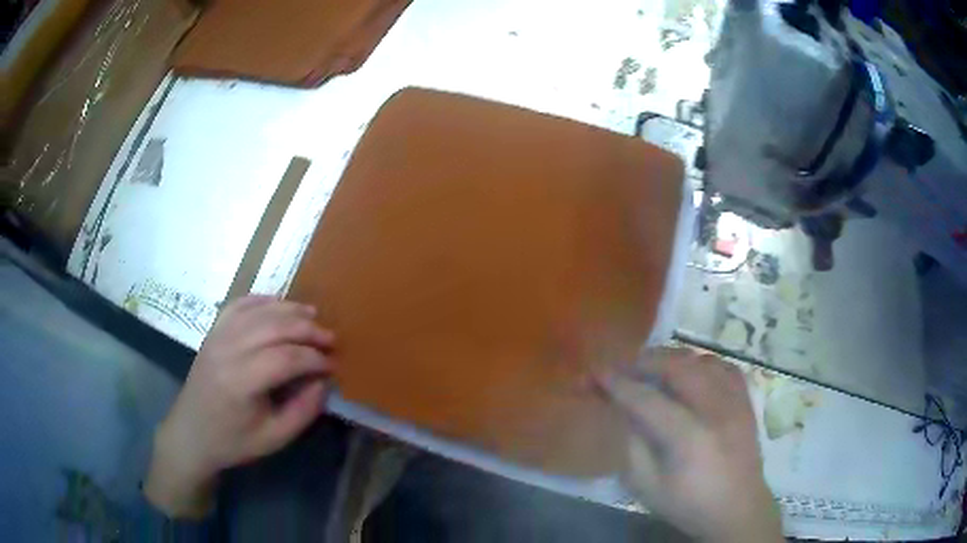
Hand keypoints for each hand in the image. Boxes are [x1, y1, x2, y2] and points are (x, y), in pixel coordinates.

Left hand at [145, 296, 334, 517]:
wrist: (191, 433)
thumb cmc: (232, 441)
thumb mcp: (273, 438)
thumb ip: (303, 411)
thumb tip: (323, 382)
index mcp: (241, 382)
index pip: (286, 358)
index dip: (314, 358)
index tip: (333, 365)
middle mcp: (227, 351)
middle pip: (274, 326)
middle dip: (307, 330)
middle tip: (330, 338)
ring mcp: (217, 336)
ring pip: (258, 310)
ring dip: (289, 310)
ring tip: (313, 316)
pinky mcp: (213, 331)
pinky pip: (239, 305)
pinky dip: (262, 300)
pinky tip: (279, 305)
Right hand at [598, 347, 781, 542]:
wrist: (738, 510)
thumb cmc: (690, 505)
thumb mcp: (648, 488)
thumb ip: (632, 447)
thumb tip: (623, 411)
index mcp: (689, 438)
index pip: (647, 399)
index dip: (618, 384)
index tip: (595, 373)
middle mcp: (715, 410)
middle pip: (678, 367)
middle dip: (645, 361)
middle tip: (622, 367)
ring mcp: (735, 402)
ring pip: (701, 360)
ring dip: (673, 358)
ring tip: (653, 368)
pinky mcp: (746, 401)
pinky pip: (724, 366)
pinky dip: (702, 363)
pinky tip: (690, 373)